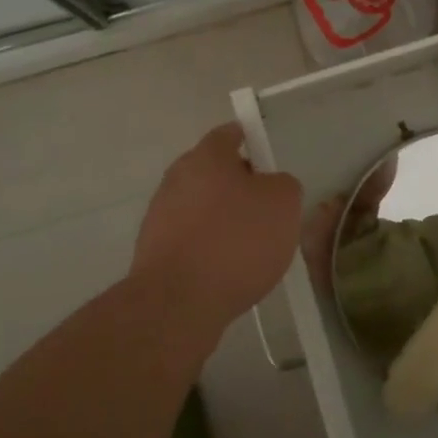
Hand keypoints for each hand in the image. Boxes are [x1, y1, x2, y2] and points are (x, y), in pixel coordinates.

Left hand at [130, 123, 303, 330]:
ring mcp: (160, 215)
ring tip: (250, 249)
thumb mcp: (284, 203)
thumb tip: (270, 187)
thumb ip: (283, 184)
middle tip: (267, 210)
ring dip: (223, 220)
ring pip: (202, 208)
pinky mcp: (153, 251)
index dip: (251, 142)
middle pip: (214, 172)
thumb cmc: (236, 241)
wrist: (178, 303)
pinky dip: (209, 249)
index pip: (229, 134)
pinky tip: (228, 272)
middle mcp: (177, 178)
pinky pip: (191, 239)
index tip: (267, 161)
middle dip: (239, 187)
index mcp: (206, 157)